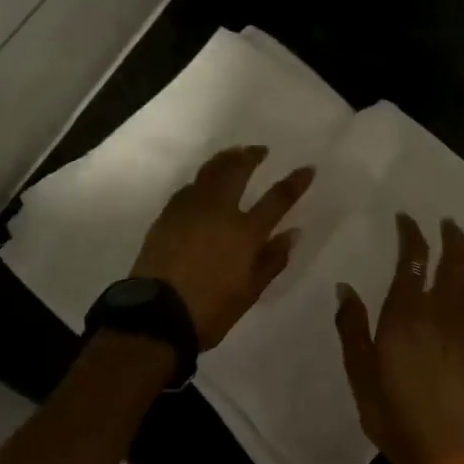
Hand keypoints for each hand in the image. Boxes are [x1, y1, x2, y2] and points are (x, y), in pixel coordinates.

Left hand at [132, 146, 315, 348]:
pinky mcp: (167, 214)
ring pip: (210, 172)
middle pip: (237, 171)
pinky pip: (189, 187)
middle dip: (251, 156)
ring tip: (234, 154)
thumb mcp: (249, 291)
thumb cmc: (210, 309)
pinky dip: (202, 179)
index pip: (277, 199)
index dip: (295, 182)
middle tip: (260, 149)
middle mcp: (219, 211)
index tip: (307, 168)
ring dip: (225, 159)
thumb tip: (293, 233)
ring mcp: (190, 209)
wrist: (156, 313)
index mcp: (244, 232)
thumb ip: (272, 259)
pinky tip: (203, 182)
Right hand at [332, 214, 463, 463]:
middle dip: (453, 237)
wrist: (443, 452)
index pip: (413, 258)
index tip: (407, 218)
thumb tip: (345, 287)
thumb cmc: (392, 411)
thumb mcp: (359, 370)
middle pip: (456, 261)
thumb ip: (352, 325)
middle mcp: (443, 312)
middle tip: (448, 224)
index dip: (411, 233)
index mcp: (407, 313)